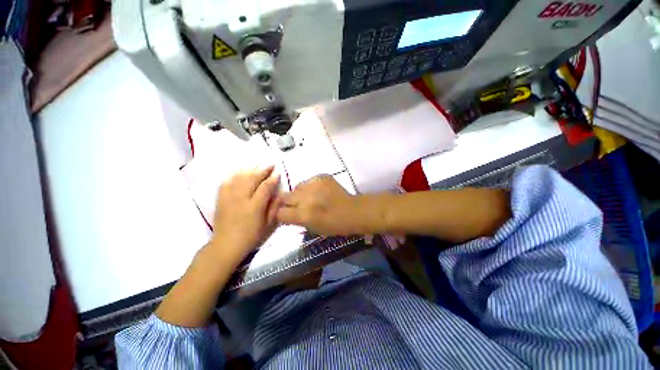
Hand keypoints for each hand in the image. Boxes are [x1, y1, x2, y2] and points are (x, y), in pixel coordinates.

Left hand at [210, 166, 280, 262]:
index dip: (272, 178)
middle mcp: (241, 199)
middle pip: (252, 179)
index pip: (265, 187)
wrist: (226, 245)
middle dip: (262, 170)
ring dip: (250, 170)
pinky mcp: (221, 199)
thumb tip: (280, 194)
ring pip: (239, 178)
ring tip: (257, 165)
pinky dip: (234, 175)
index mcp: (254, 207)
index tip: (278, 172)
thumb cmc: (250, 236)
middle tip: (270, 165)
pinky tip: (239, 172)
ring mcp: (229, 198)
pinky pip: (226, 182)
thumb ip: (274, 208)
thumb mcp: (268, 225)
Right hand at [277, 175, 363, 235]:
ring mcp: (313, 185)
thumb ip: (297, 220)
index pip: (280, 212)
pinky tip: (320, 191)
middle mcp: (305, 198)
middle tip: (298, 205)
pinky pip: (309, 180)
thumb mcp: (312, 228)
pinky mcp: (321, 177)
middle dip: (289, 202)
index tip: (287, 215)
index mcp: (303, 214)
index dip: (282, 215)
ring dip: (300, 193)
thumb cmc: (334, 225)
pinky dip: (311, 186)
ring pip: (297, 187)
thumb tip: (287, 213)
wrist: (352, 210)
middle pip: (285, 197)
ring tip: (310, 197)